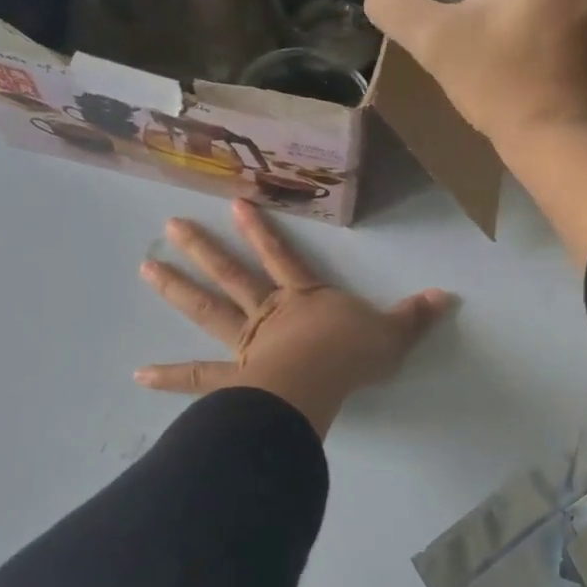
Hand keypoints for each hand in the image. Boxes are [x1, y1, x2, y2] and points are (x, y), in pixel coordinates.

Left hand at [135, 200, 454, 435]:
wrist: (322, 382)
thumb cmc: (354, 356)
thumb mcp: (393, 334)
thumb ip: (415, 316)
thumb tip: (447, 295)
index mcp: (305, 299)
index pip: (282, 258)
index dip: (262, 231)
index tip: (236, 204)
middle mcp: (270, 314)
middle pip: (234, 276)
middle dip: (204, 250)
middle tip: (171, 226)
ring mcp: (248, 345)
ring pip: (208, 312)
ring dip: (178, 290)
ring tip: (146, 268)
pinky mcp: (235, 379)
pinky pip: (200, 378)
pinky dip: (171, 376)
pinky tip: (138, 374)